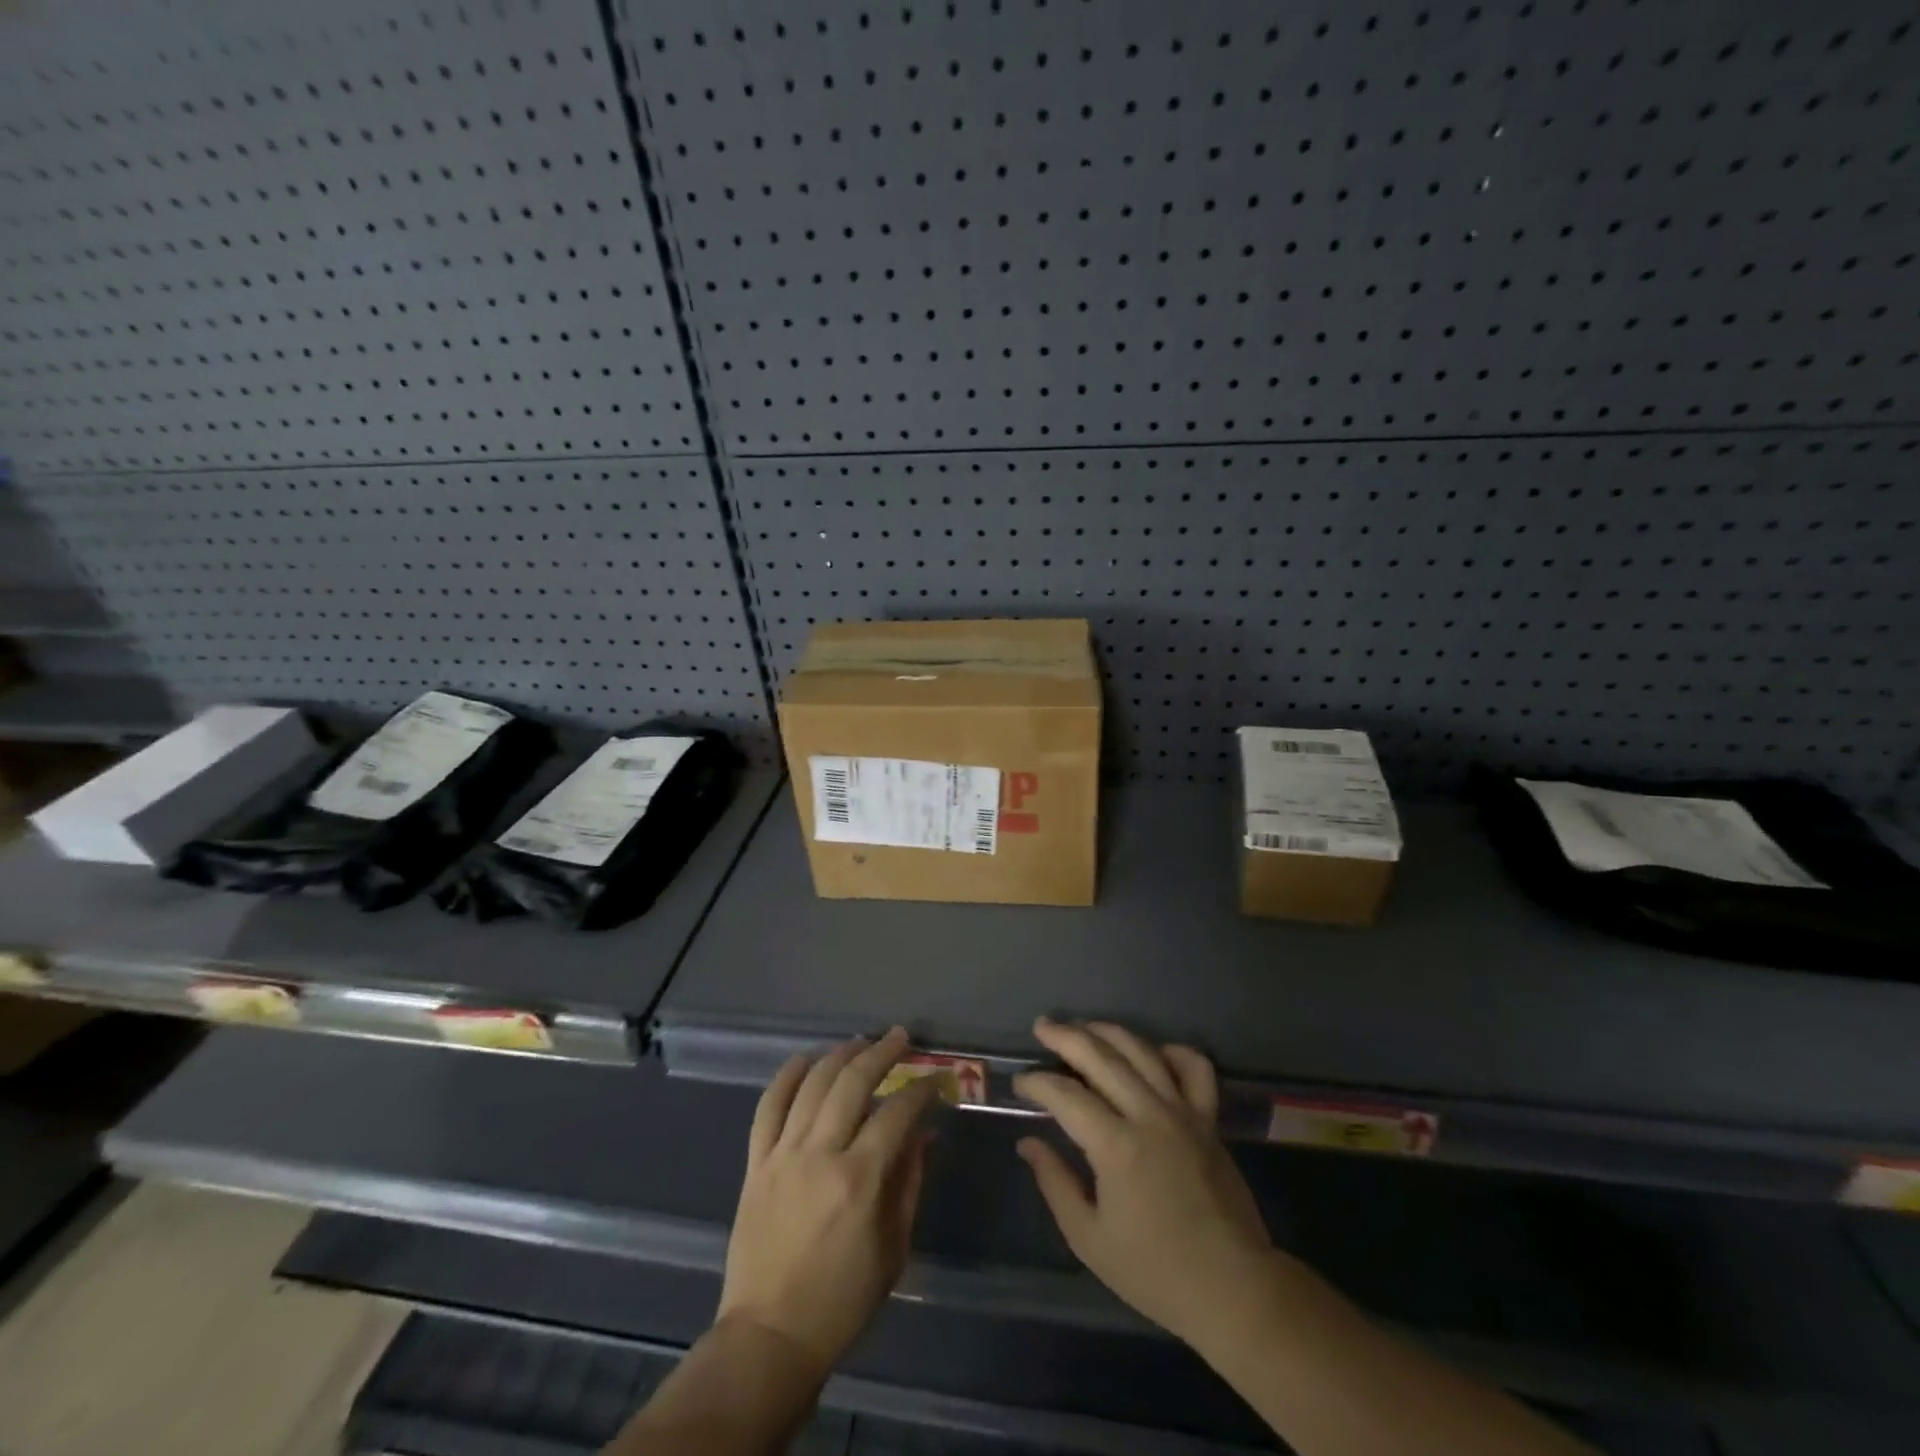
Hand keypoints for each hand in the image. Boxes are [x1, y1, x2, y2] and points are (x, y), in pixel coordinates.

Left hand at [717, 1027, 941, 1378]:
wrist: (769, 1337)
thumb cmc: (842, 1300)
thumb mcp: (893, 1247)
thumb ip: (909, 1182)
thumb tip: (925, 1134)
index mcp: (858, 1179)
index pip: (896, 1113)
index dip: (920, 1090)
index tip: (936, 1079)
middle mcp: (819, 1155)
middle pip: (852, 1083)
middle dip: (881, 1053)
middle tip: (900, 1038)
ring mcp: (782, 1155)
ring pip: (811, 1084)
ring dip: (839, 1055)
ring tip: (860, 1042)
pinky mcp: (755, 1163)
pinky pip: (768, 1107)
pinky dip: (786, 1077)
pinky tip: (804, 1059)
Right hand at [1014, 1018, 1276, 1353]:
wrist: (1233, 1290)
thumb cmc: (1155, 1272)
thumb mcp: (1090, 1239)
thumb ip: (1055, 1183)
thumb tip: (1028, 1142)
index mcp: (1117, 1147)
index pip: (1066, 1096)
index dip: (1038, 1083)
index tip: (1020, 1082)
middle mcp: (1150, 1116)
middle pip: (1102, 1057)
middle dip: (1066, 1037)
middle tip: (1042, 1028)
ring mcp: (1184, 1113)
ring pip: (1143, 1052)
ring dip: (1108, 1032)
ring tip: (1083, 1027)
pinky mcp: (1209, 1120)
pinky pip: (1194, 1068)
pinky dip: (1172, 1051)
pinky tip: (1150, 1053)